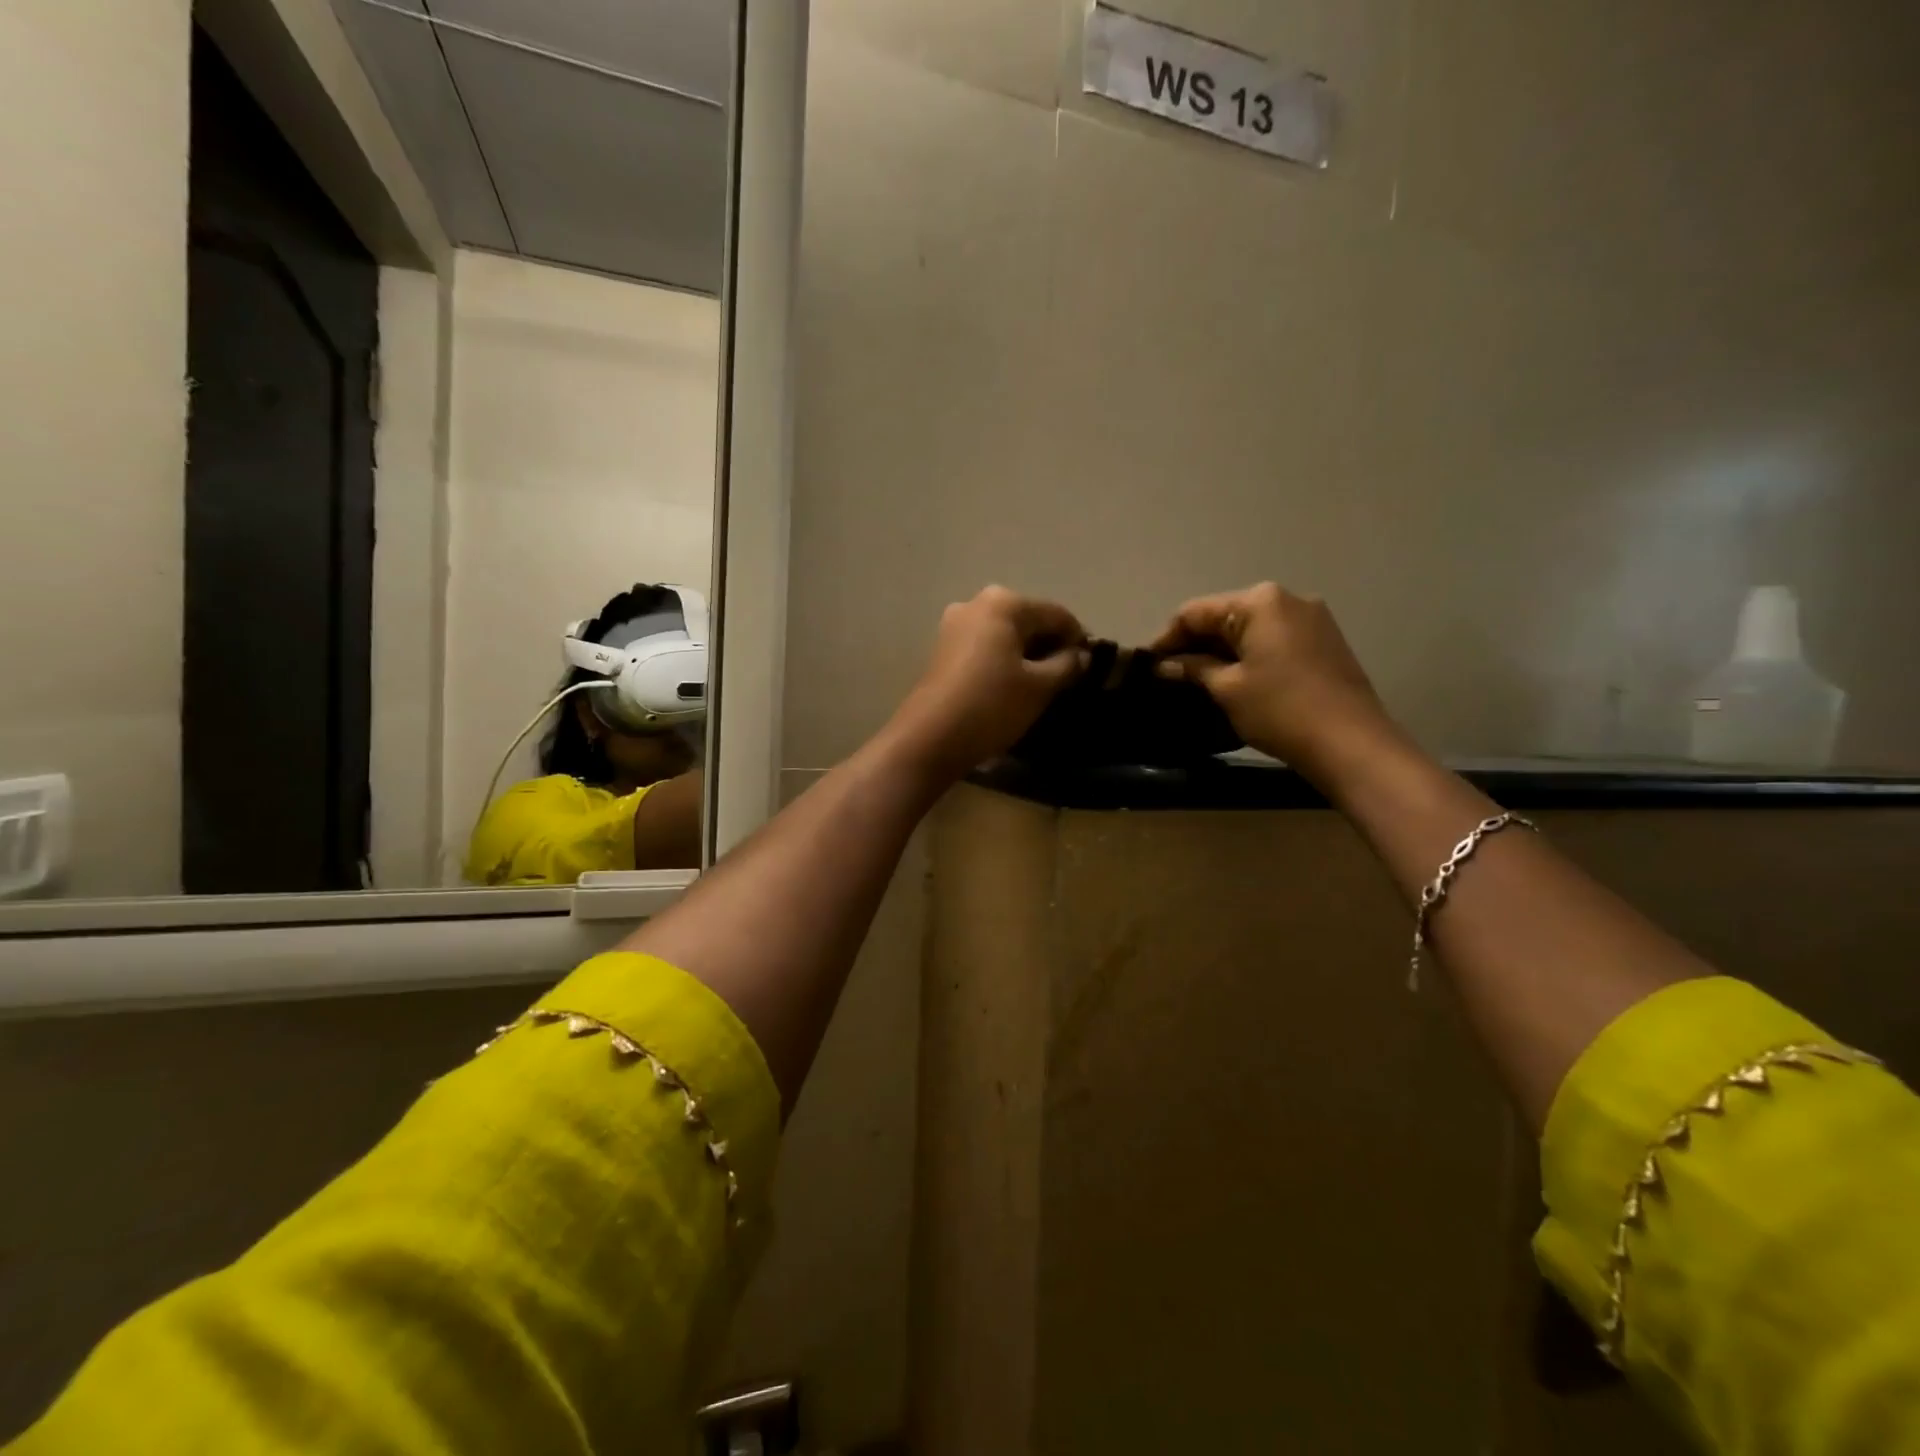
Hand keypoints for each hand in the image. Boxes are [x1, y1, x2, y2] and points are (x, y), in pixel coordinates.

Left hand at [886, 586, 1087, 781]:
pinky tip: (1012, 687)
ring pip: (1006, 635)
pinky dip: (1004, 661)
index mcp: (1004, 603)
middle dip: (1051, 646)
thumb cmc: (992, 706)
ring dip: (1027, 655)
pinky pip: (986, 647)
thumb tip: (1081, 655)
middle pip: (1029, 621)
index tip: (1092, 667)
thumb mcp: (1040, 686)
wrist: (930, 738)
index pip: (1057, 615)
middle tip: (1068, 679)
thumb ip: (1068, 664)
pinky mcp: (943, 649)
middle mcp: (976, 603)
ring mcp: (954, 625)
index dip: (1079, 640)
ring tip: (1041, 686)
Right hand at [1149, 582, 1396, 780]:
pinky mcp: (1324, 641)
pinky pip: (1273, 640)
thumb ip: (1193, 668)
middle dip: (1195, 644)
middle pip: (1224, 616)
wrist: (1351, 743)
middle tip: (1169, 675)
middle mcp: (1287, 599)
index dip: (1167, 638)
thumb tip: (1164, 665)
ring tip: (1197, 680)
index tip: (1147, 664)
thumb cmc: (1280, 710)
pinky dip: (1249, 655)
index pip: (1195, 612)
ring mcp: (1311, 619)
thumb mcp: (1227, 688)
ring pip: (1250, 629)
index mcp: (1259, 601)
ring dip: (1222, 651)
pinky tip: (1234, 680)